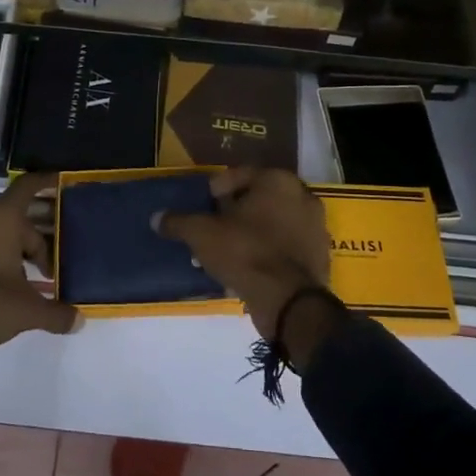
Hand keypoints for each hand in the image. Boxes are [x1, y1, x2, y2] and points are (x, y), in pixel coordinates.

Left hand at [0, 172, 77, 376]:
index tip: (61, 180)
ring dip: (16, 253)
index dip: (46, 181)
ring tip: (31, 282)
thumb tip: (79, 321)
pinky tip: (4, 287)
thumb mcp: (26, 311)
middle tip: (52, 269)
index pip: (28, 187)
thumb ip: (56, 313)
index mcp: (2, 218)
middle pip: (18, 219)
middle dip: (37, 242)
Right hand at [158, 168, 333, 343]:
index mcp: (278, 181)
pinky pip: (285, 247)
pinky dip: (267, 253)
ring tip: (226, 252)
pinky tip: (245, 269)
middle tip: (213, 227)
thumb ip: (179, 222)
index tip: (205, 203)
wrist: (289, 301)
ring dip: (251, 233)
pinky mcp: (319, 256)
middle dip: (235, 212)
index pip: (243, 174)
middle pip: (260, 199)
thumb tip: (157, 218)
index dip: (219, 187)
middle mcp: (302, 197)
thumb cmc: (245, 252)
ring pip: (273, 224)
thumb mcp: (202, 234)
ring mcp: (315, 228)